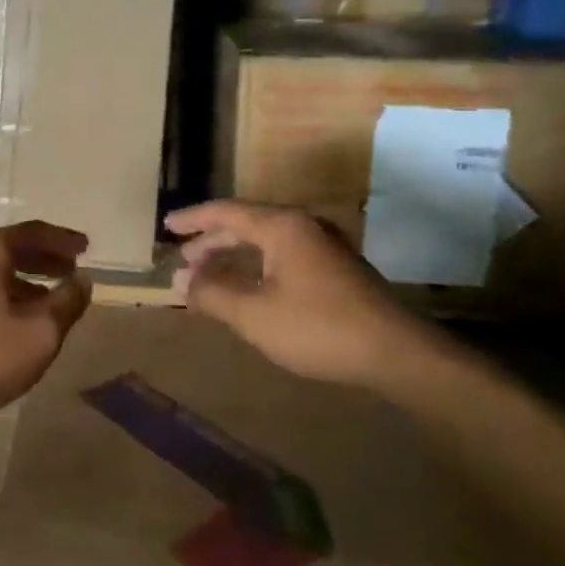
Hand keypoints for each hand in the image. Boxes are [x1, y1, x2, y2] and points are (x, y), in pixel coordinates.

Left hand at [0, 220, 93, 431]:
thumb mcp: (39, 333)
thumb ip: (66, 303)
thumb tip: (82, 280)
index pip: (33, 232)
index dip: (63, 240)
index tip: (86, 248)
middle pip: (10, 247)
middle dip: (43, 258)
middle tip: (70, 270)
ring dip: (23, 278)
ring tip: (48, 298)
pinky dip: (3, 293)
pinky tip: (13, 318)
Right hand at [165, 200, 431, 386]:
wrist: (397, 353)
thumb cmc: (318, 328)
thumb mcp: (254, 314)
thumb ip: (213, 293)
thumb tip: (181, 279)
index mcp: (281, 227)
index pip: (226, 212)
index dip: (193, 219)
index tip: (167, 226)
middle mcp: (303, 227)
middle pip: (246, 224)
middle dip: (212, 241)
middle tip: (185, 257)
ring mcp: (323, 246)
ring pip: (266, 241)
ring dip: (234, 255)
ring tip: (209, 274)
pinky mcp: (336, 269)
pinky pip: (282, 255)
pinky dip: (256, 266)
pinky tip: (249, 288)